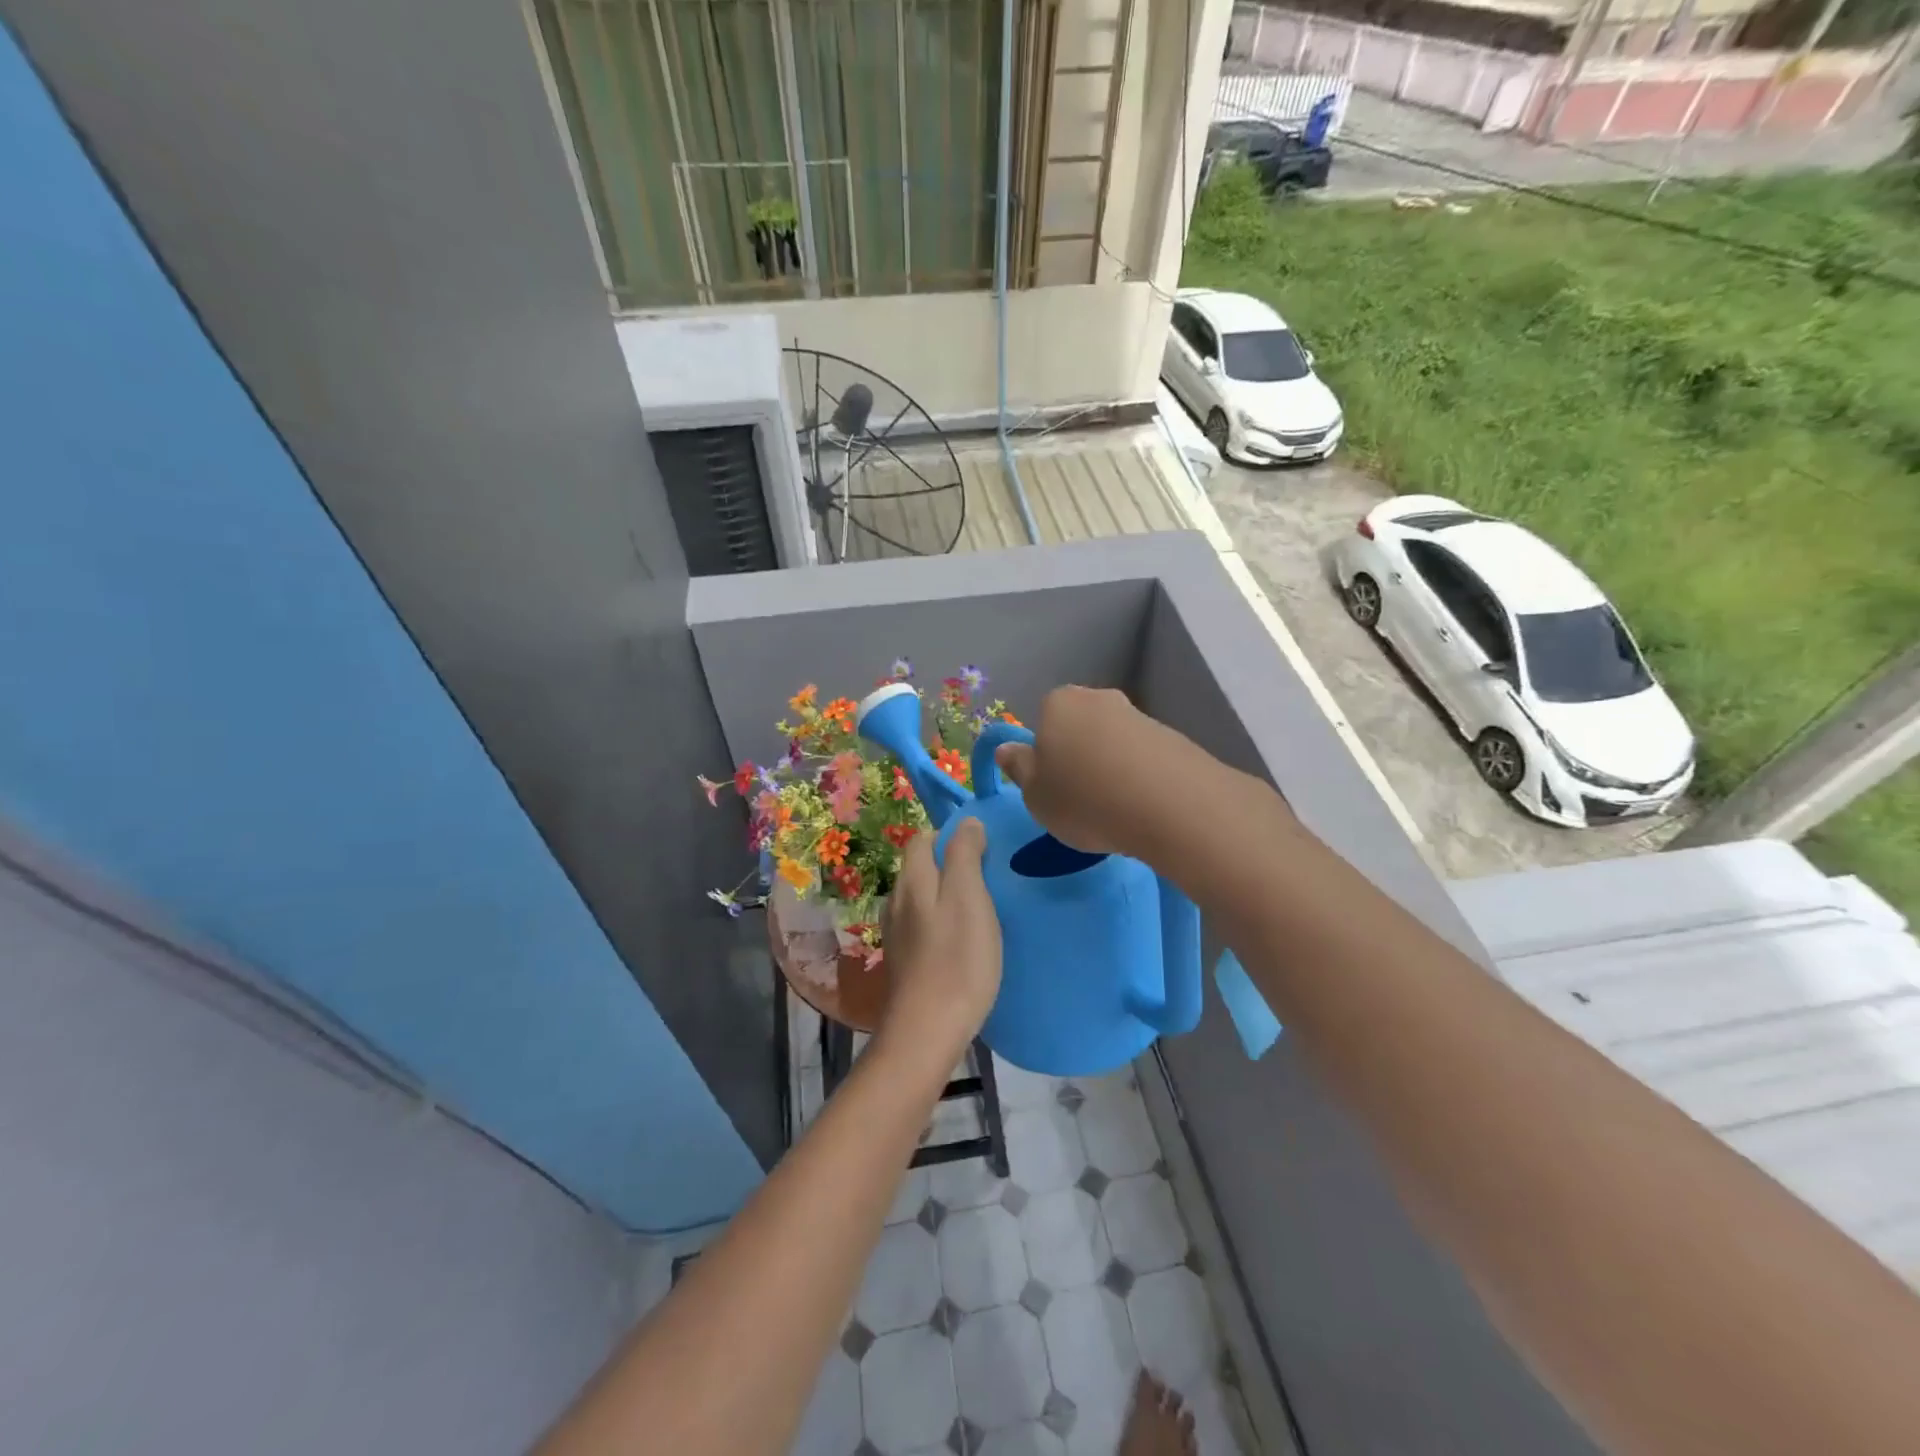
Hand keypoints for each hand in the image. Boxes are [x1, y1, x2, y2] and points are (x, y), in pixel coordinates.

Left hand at [877, 821, 1001, 1062]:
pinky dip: (942, 924)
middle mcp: (896, 901)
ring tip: (980, 910)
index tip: (983, 849)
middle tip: (989, 879)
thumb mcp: (968, 897)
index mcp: (911, 880)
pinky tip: (963, 942)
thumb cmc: (956, 959)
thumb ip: (965, 855)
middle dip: (950, 866)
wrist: (927, 1031)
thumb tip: (966, 822)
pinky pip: (924, 927)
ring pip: (922, 899)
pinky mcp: (904, 962)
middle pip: (920, 868)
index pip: (922, 839)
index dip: (950, 836)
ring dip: (947, 896)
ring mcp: (897, 934)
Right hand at [992, 686, 1207, 858]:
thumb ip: (1019, 769)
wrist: (1172, 806)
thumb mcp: (1036, 796)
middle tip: (1081, 799)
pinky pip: (1144, 758)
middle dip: (1079, 756)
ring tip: (1116, 810)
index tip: (1052, 787)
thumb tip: (1007, 749)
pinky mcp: (1174, 738)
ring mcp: (1140, 715)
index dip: (1045, 755)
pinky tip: (1143, 807)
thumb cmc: (1085, 800)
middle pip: (1080, 727)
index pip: (1043, 721)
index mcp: (1058, 703)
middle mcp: (1099, 698)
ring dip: (1111, 768)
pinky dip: (1140, 777)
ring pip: (1113, 742)